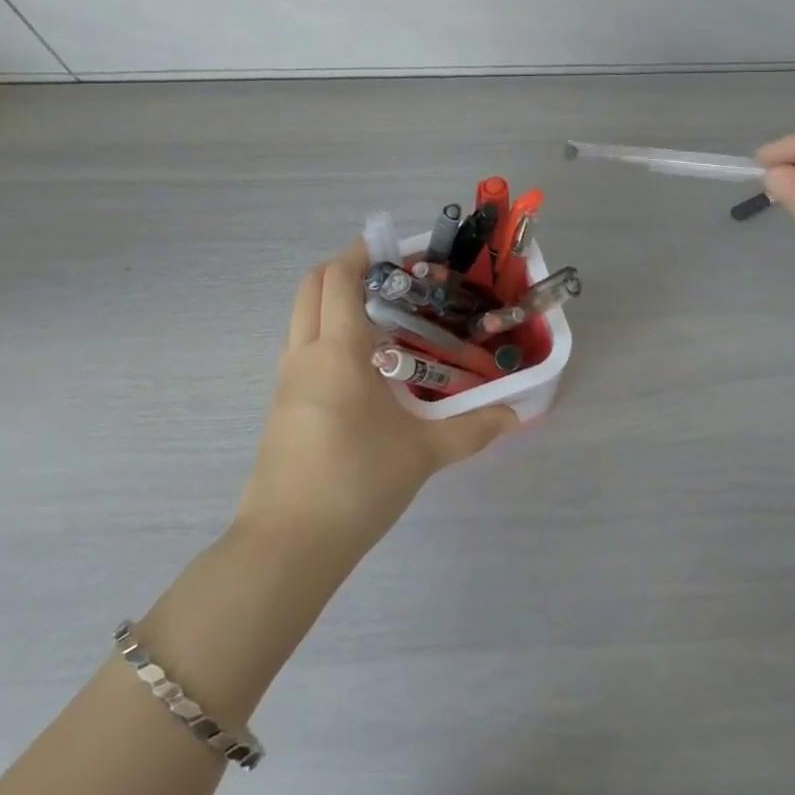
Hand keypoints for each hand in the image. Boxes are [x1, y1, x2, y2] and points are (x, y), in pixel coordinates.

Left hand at [236, 243, 519, 554]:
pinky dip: (324, 332)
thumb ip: (472, 429)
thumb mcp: (423, 454)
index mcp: (338, 351)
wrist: (287, 546)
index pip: (339, 278)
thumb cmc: (357, 483)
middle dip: (343, 267)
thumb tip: (514, 415)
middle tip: (386, 275)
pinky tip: (361, 365)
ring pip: (300, 316)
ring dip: (331, 300)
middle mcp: (305, 354)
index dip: (362, 253)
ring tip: (380, 316)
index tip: (393, 248)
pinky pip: (299, 347)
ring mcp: (286, 381)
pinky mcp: (280, 406)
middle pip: (311, 286)